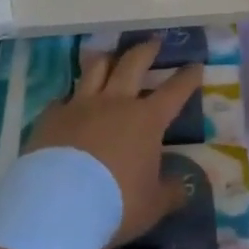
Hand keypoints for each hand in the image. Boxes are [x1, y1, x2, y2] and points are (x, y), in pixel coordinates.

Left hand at [27, 40, 203, 245]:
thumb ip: (171, 192)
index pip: (174, 91)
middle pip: (133, 63)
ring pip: (96, 68)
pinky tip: (68, 104)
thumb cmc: (115, 204)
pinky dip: (69, 99)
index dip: (187, 77)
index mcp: (146, 119)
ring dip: (106, 60)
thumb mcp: (152, 205)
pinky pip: (63, 98)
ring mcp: (81, 104)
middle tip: (154, 42)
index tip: (196, 65)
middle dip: (147, 50)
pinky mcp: (52, 116)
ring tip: (110, 57)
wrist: (58, 205)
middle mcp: (115, 102)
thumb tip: (186, 185)